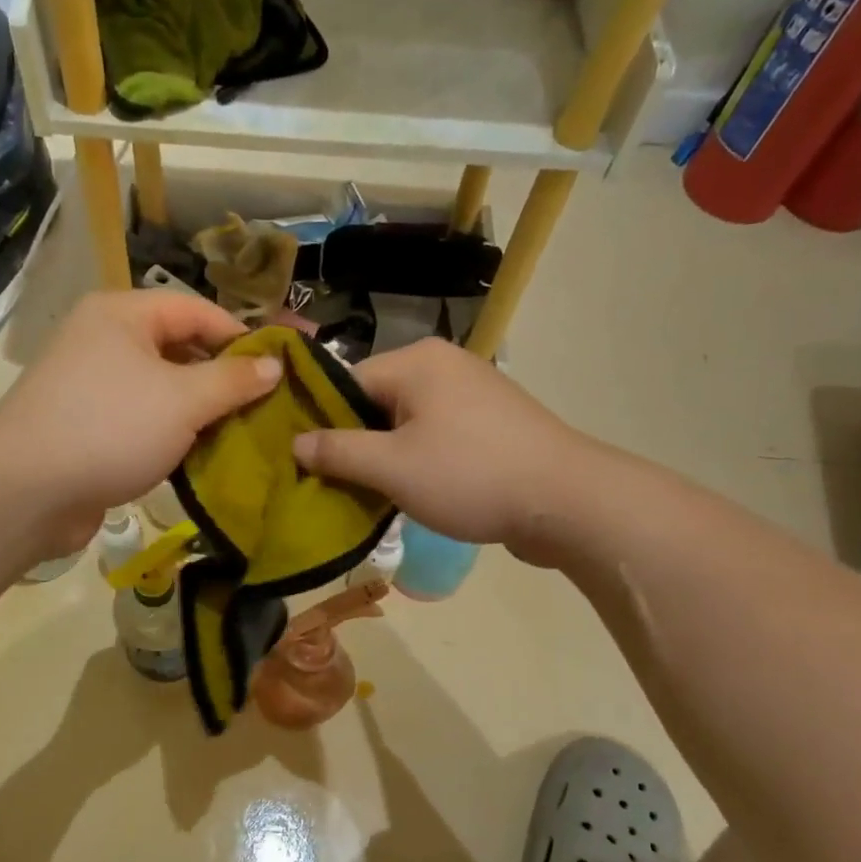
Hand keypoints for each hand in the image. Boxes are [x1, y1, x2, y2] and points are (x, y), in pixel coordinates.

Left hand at [0, 291, 280, 554]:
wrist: (26, 491)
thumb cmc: (110, 428)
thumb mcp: (183, 400)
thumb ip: (233, 380)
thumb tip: (274, 365)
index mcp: (122, 315)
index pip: (196, 310)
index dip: (241, 335)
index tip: (280, 365)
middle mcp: (105, 342)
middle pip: (179, 349)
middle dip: (223, 378)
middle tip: (267, 404)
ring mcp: (93, 387)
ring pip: (164, 390)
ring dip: (202, 411)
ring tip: (245, 432)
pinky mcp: (90, 427)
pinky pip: (145, 421)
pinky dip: (174, 434)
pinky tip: (204, 456)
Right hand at [291, 338, 589, 562]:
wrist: (565, 500)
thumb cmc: (470, 475)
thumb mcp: (392, 467)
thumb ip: (338, 451)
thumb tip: (294, 442)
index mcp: (416, 361)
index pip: (345, 384)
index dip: (321, 424)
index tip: (305, 465)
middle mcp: (443, 365)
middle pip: (375, 402)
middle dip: (355, 444)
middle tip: (336, 486)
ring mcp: (472, 392)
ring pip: (406, 423)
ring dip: (387, 458)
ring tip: (372, 496)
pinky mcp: (491, 423)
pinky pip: (437, 435)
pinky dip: (419, 460)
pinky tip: (414, 492)